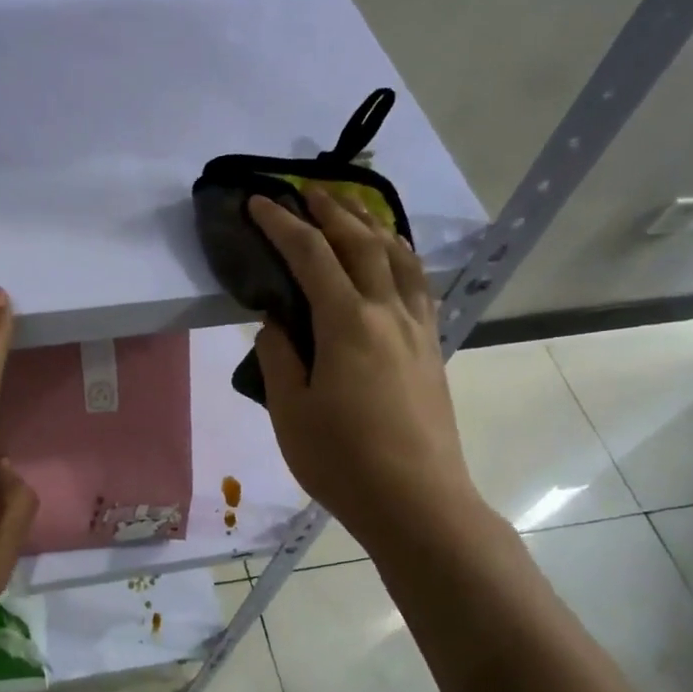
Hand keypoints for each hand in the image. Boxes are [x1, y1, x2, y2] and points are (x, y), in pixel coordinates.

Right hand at [248, 185, 482, 543]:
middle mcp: (388, 313)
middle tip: (306, 190)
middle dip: (332, 211)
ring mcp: (417, 330)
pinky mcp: (433, 350)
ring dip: (373, 226)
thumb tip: (276, 323)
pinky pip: (419, 286)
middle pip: (362, 244)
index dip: (282, 225)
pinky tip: (395, 263)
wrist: (417, 501)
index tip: (259, 202)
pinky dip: (402, 259)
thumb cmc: (342, 460)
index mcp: (347, 324)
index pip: (311, 257)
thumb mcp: (289, 411)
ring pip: (400, 258)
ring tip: (354, 211)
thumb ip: (278, 358)